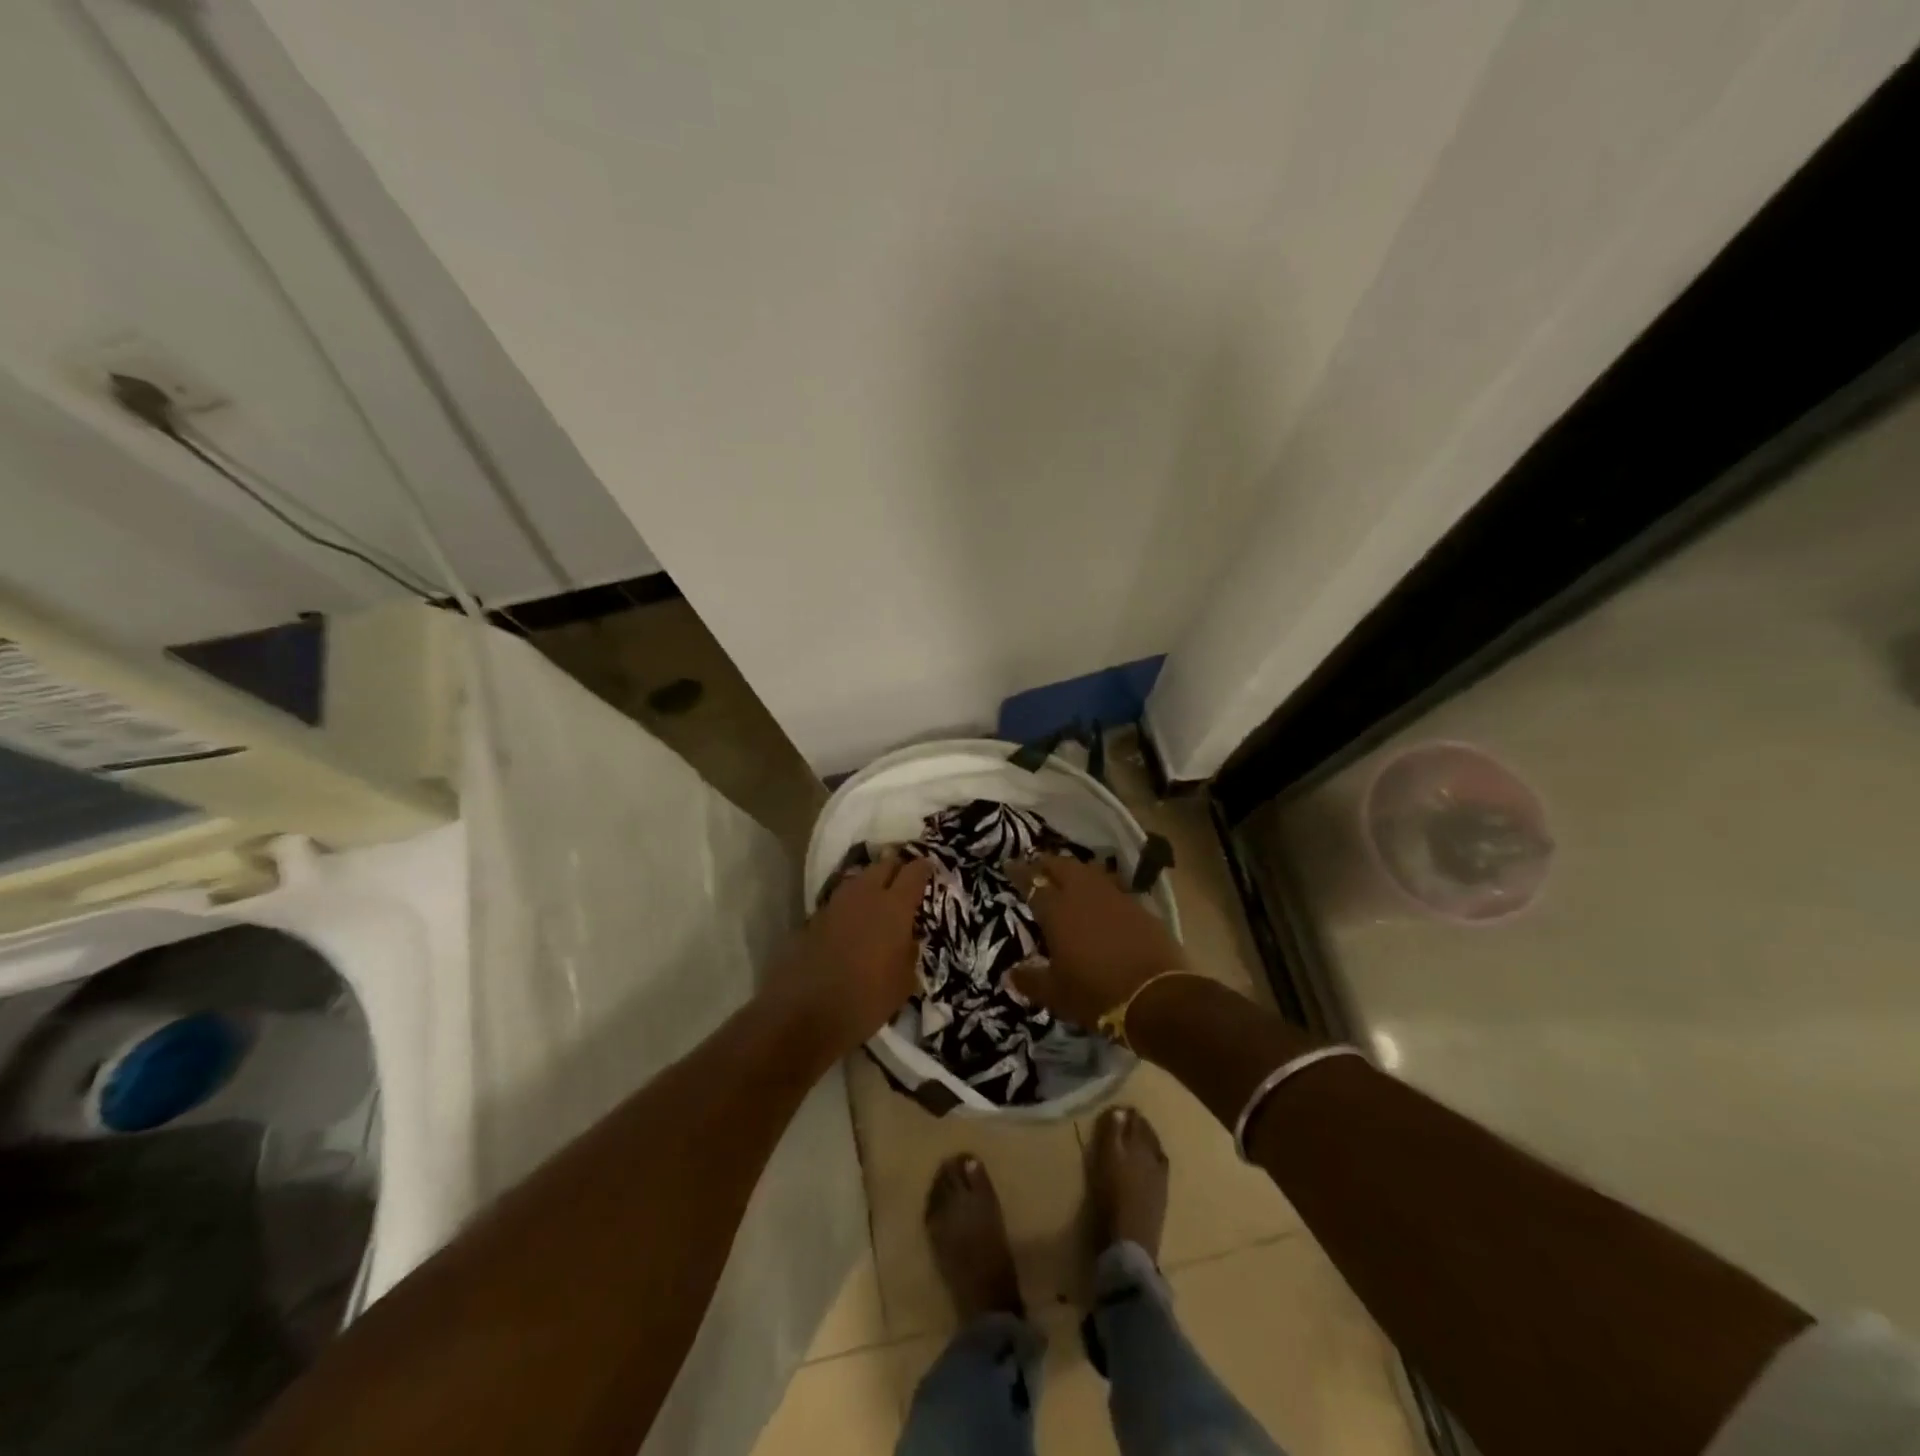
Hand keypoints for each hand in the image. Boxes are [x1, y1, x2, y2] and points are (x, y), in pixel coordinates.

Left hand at [774, 853, 932, 1054]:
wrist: (806, 1013)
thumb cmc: (867, 1000)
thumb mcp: (904, 982)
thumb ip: (910, 951)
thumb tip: (908, 938)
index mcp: (895, 907)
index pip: (914, 872)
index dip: (924, 867)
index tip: (929, 868)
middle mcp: (866, 895)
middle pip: (884, 864)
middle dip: (896, 867)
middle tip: (904, 879)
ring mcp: (837, 903)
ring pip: (859, 878)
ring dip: (871, 882)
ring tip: (879, 898)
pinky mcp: (814, 916)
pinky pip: (841, 899)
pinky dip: (851, 903)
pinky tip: (854, 920)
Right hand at [1007, 854, 1186, 1027]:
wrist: (1157, 997)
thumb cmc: (1096, 994)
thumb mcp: (1056, 995)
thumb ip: (1031, 981)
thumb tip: (1011, 974)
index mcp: (1057, 911)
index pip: (1032, 883)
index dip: (1020, 873)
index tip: (1010, 865)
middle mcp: (1084, 895)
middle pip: (1062, 866)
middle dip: (1047, 863)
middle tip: (1038, 867)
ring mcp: (1115, 897)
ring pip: (1089, 871)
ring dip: (1075, 870)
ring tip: (1068, 877)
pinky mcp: (1140, 907)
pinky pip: (1113, 886)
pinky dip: (1100, 887)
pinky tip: (1100, 898)